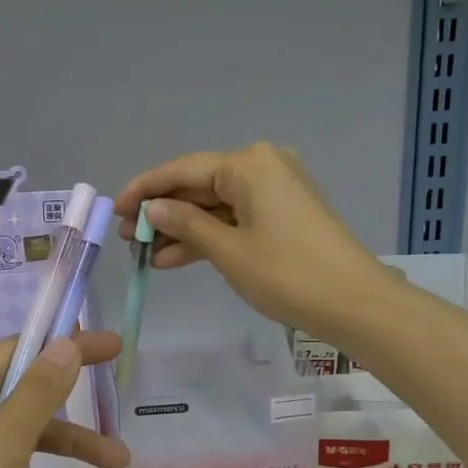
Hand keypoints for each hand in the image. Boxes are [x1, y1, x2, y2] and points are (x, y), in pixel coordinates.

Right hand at [114, 143, 387, 342]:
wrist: (354, 303)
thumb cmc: (286, 273)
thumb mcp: (227, 250)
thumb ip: (185, 224)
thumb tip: (153, 209)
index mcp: (248, 164)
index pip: (182, 170)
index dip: (144, 189)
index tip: (113, 209)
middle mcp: (262, 166)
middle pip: (198, 185)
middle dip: (161, 213)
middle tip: (125, 238)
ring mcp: (275, 191)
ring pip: (214, 206)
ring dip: (181, 229)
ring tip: (143, 254)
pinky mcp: (283, 214)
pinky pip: (234, 219)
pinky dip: (207, 236)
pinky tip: (173, 258)